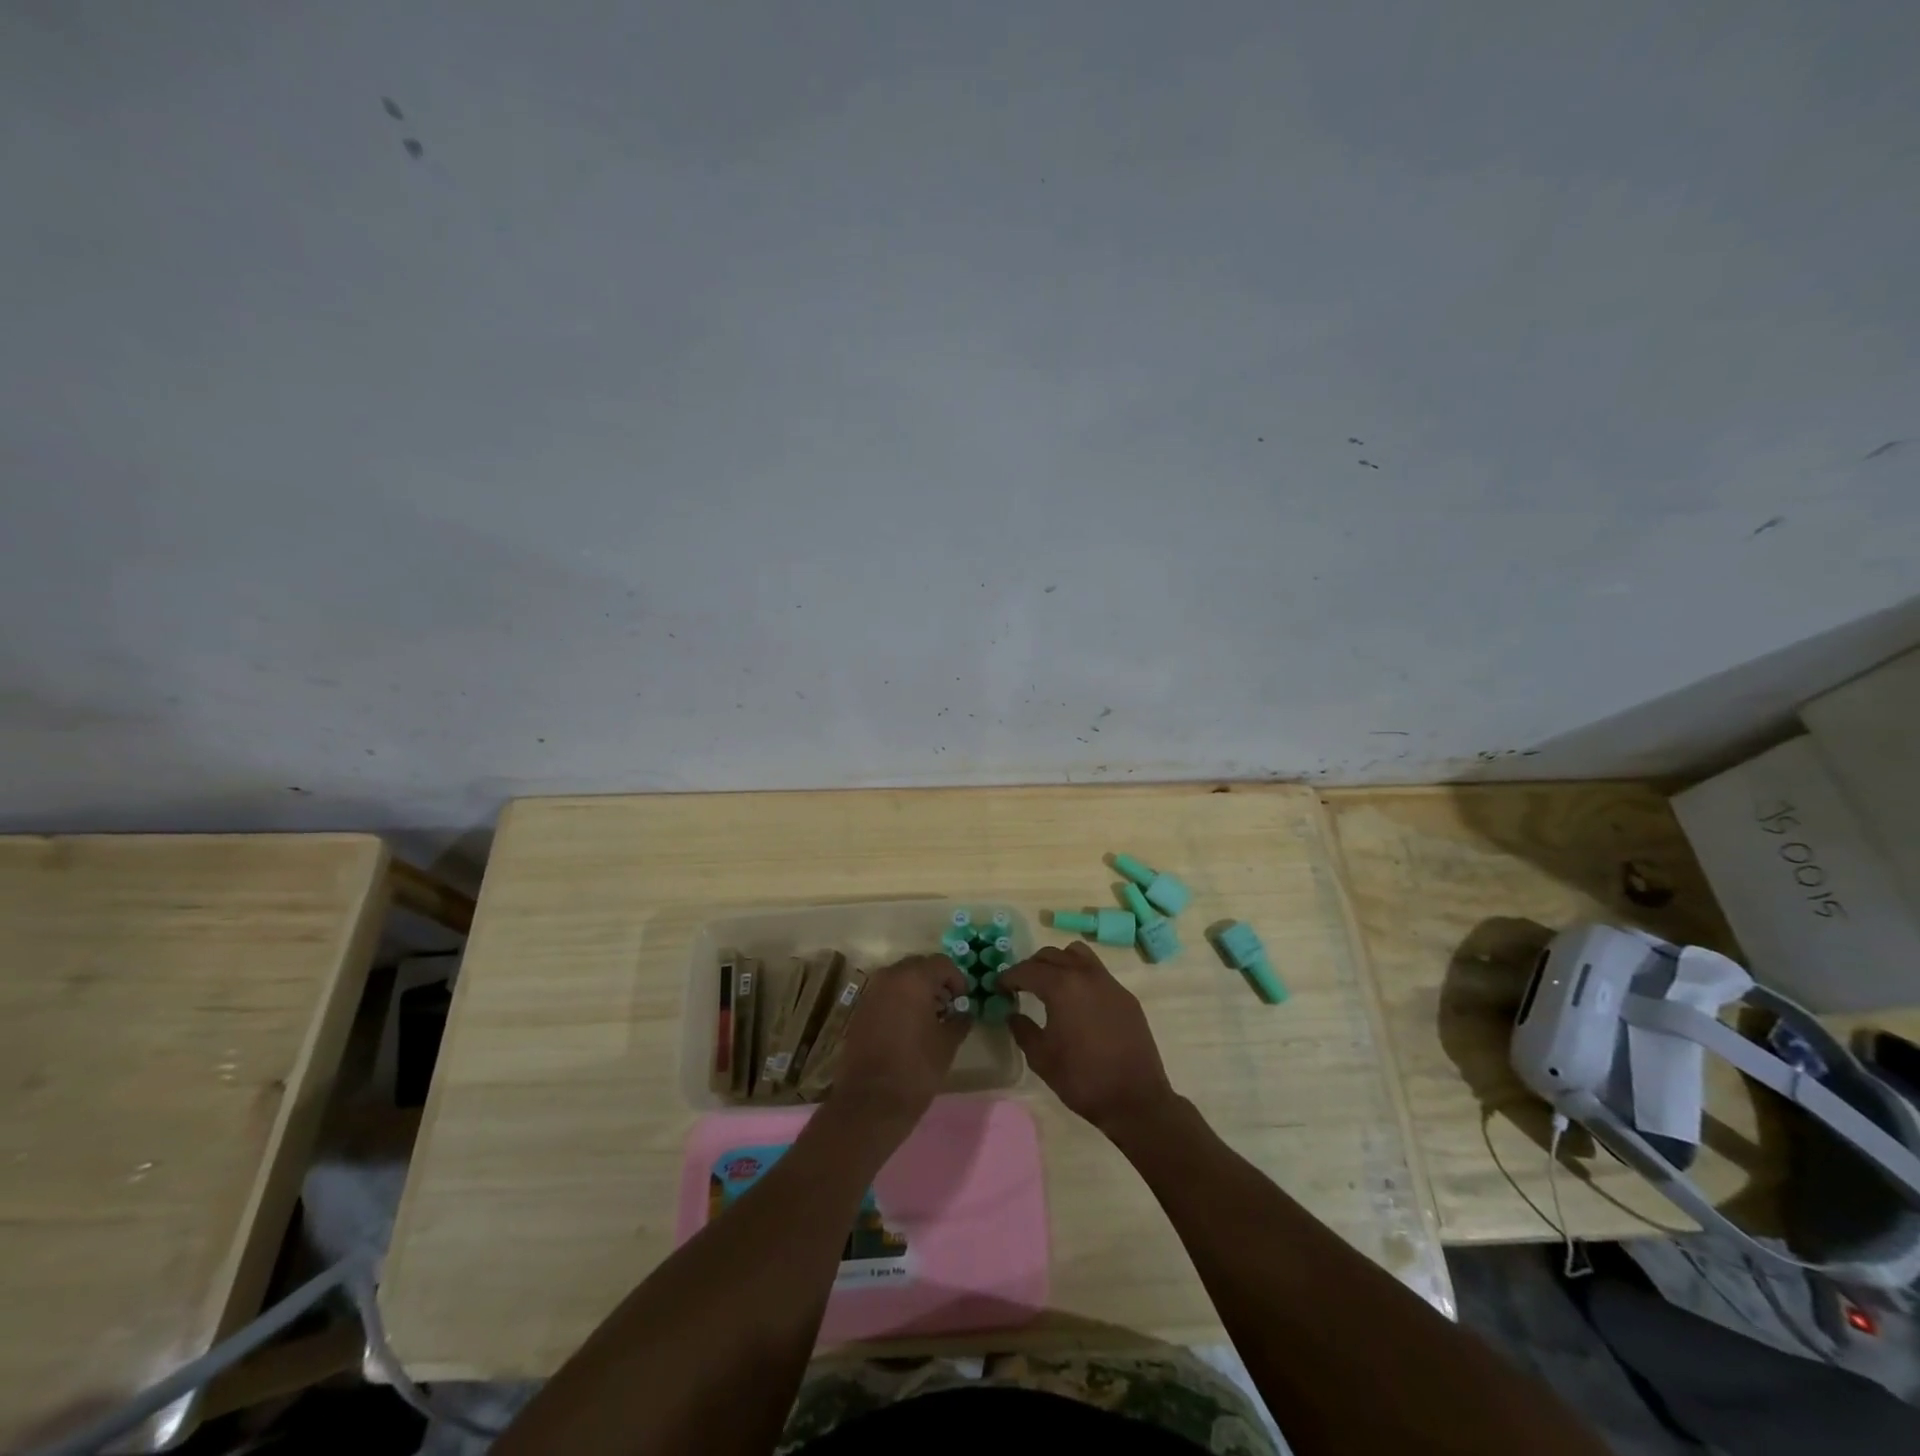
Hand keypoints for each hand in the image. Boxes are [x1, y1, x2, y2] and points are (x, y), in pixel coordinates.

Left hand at [828, 954, 968, 1135]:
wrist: (870, 1101)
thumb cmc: (916, 1068)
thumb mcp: (947, 1044)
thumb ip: (959, 1020)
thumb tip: (964, 1012)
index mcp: (913, 979)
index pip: (942, 963)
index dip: (957, 979)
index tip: (964, 999)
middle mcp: (889, 977)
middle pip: (918, 966)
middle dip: (936, 981)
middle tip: (948, 1005)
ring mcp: (871, 992)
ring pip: (899, 979)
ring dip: (916, 990)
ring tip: (929, 1017)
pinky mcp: (859, 1010)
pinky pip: (885, 994)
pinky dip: (899, 1001)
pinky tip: (908, 1026)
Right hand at [1000, 942, 1177, 1135]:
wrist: (1135, 1099)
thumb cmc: (1082, 1079)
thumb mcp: (1042, 1058)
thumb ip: (1023, 1030)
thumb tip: (1013, 1014)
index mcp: (1061, 987)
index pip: (1027, 970)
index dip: (1008, 977)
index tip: (998, 987)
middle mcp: (1085, 975)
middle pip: (1051, 955)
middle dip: (1031, 966)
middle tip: (1020, 985)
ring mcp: (1109, 982)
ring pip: (1077, 954)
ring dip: (1058, 962)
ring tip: (1050, 984)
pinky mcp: (1125, 995)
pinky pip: (1097, 971)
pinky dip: (1080, 975)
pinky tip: (1077, 1000)